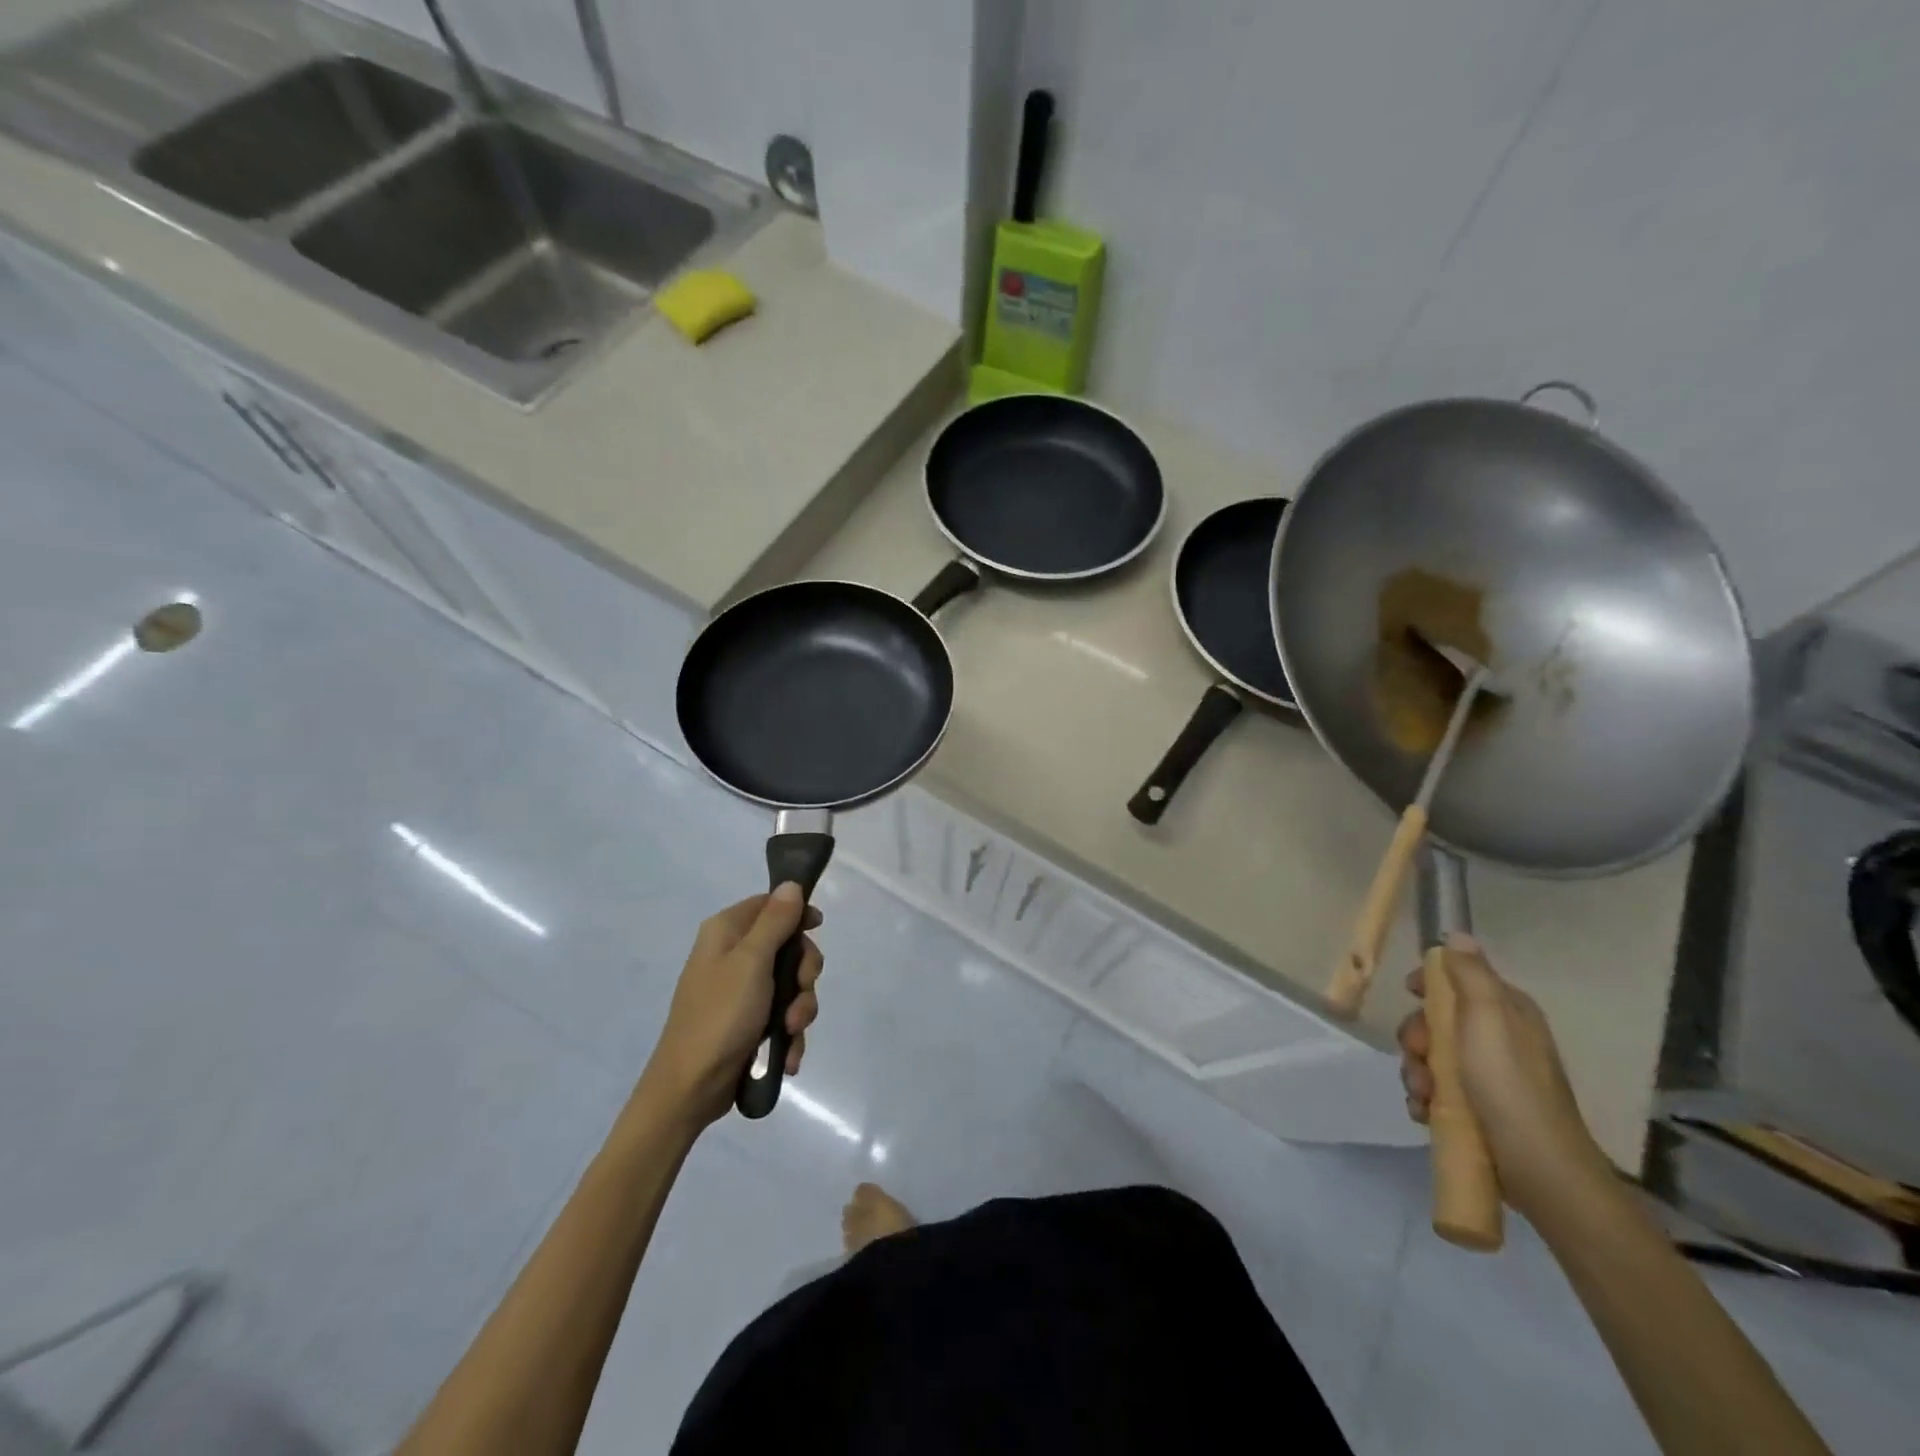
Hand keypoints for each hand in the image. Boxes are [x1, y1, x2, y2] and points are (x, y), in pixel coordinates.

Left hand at [643, 885, 823, 1127]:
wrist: (690, 1088)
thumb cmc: (720, 1016)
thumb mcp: (752, 962)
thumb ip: (775, 921)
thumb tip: (791, 884)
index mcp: (726, 931)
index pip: (771, 903)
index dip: (797, 914)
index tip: (817, 929)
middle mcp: (733, 954)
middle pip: (788, 946)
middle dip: (803, 974)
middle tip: (801, 992)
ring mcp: (741, 990)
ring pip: (790, 984)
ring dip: (799, 1009)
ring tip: (790, 1032)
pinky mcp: (748, 1021)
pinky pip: (782, 1015)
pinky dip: (788, 1033)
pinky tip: (787, 1055)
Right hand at [1397, 938, 1611, 1223]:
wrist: (1539, 1171)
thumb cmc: (1509, 1086)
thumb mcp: (1487, 1019)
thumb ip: (1470, 975)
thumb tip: (1457, 935)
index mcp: (1507, 1013)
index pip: (1459, 980)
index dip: (1429, 985)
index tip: (1409, 995)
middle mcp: (1500, 1040)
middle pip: (1437, 1021)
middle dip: (1417, 1039)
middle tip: (1418, 1058)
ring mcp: (1489, 1078)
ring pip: (1432, 1059)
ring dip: (1416, 1073)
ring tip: (1422, 1096)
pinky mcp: (1479, 1111)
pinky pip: (1437, 1092)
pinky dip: (1425, 1099)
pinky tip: (1425, 1113)